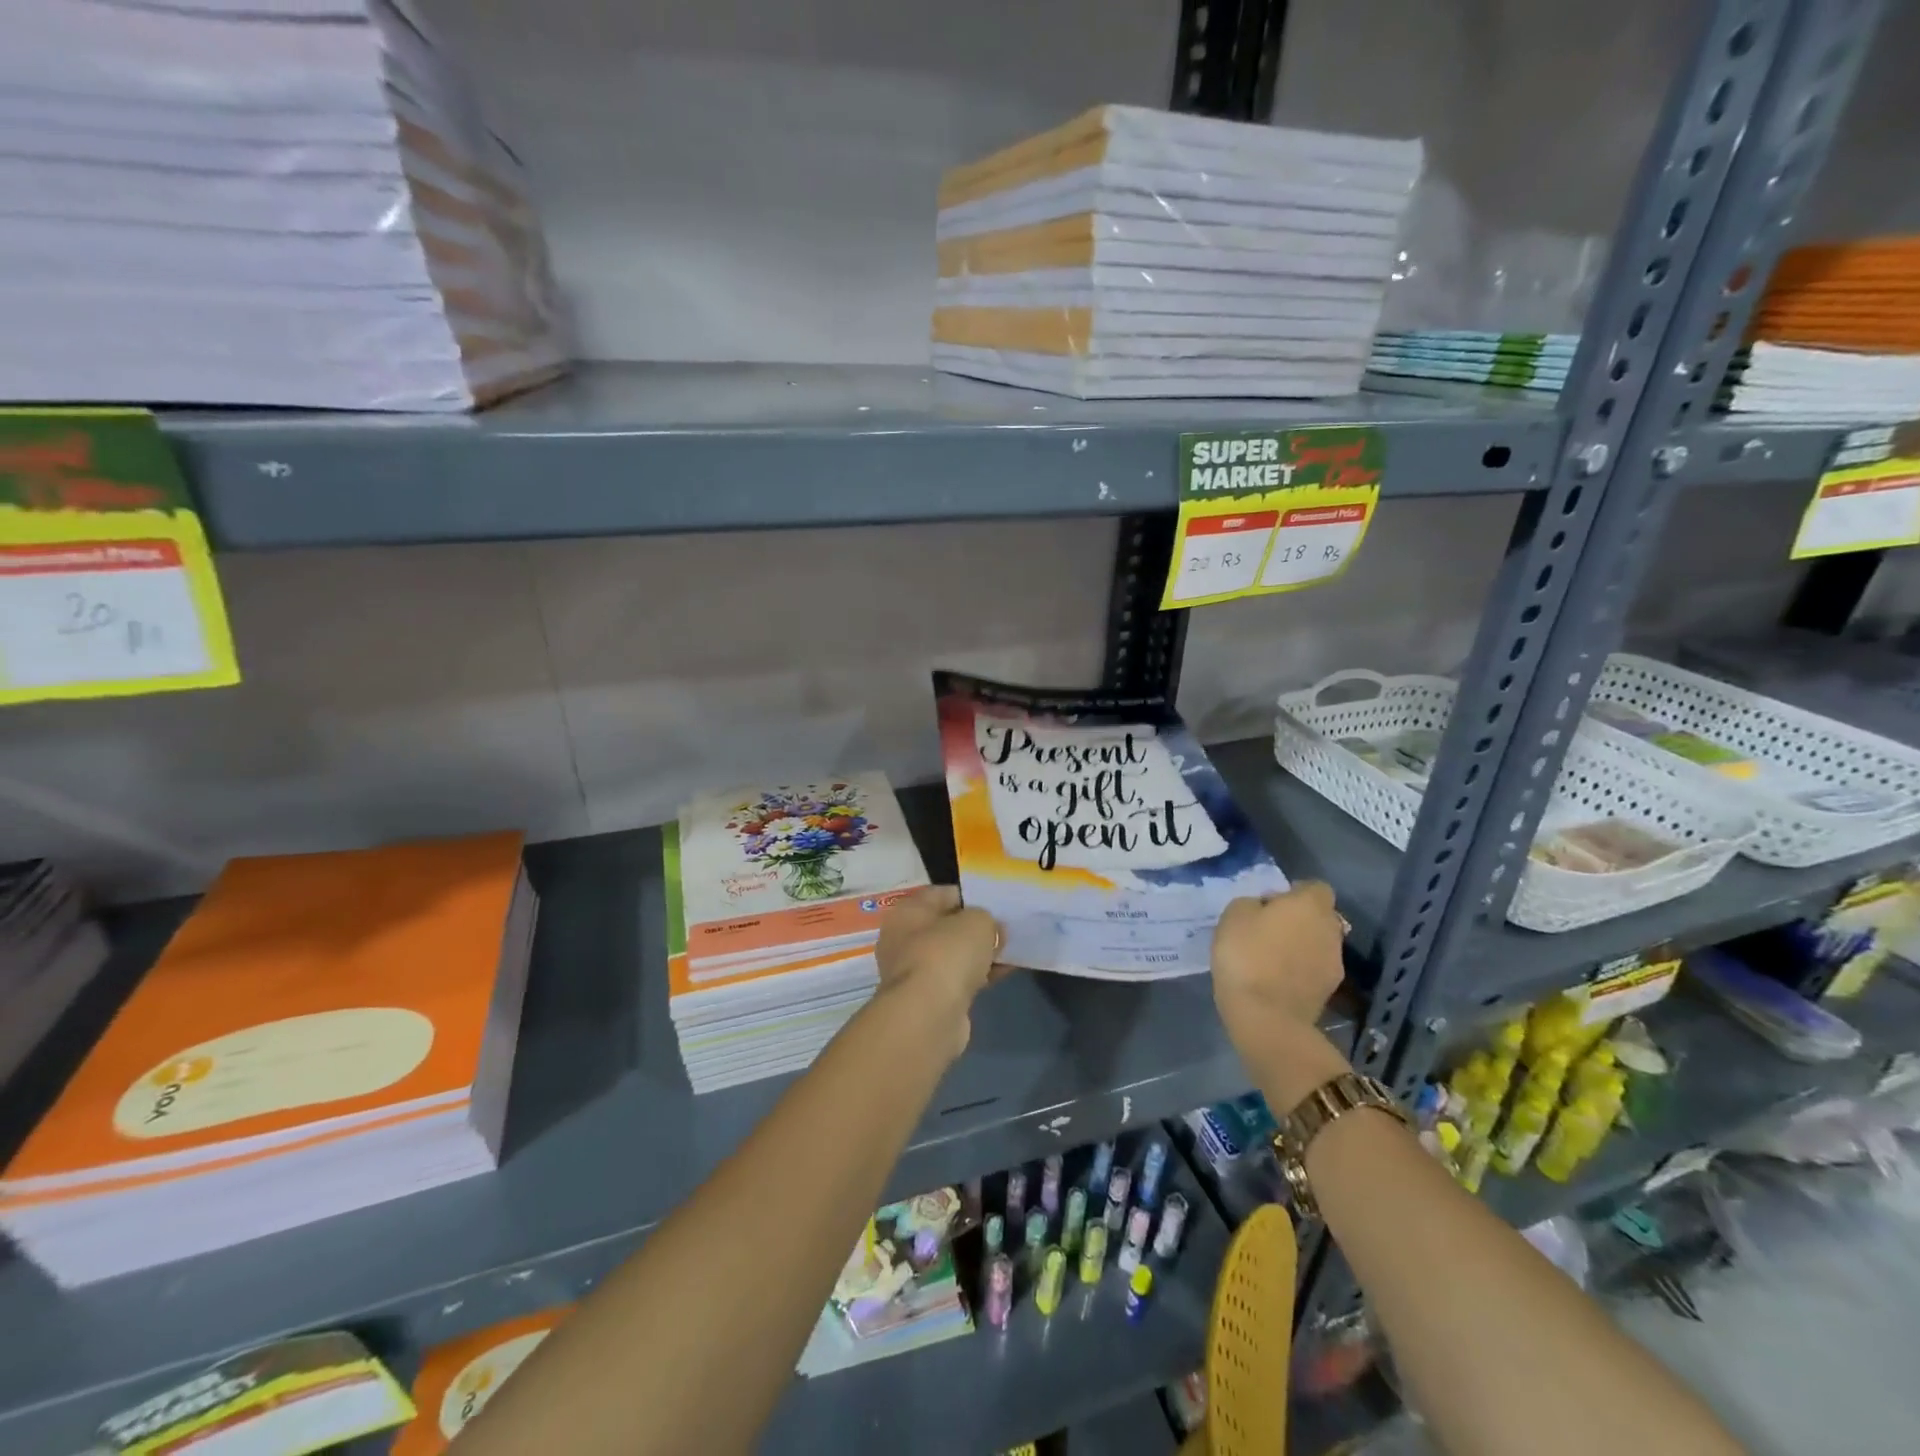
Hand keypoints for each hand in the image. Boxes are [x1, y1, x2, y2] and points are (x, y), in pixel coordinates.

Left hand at [874, 887, 1002, 1059]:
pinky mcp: (929, 999)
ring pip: (953, 955)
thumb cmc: (947, 954)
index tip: (996, 903)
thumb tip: (992, 930)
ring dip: (980, 954)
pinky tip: (1005, 972)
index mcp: (908, 912)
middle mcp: (904, 939)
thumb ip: (987, 918)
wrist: (929, 1015)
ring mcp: (915, 972)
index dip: (970, 896)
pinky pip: (959, 979)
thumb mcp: (976, 922)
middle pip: (946, 926)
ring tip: (1011, 951)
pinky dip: (979, 975)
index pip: (941, 894)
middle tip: (1005, 929)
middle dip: (976, 928)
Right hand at [1211, 883, 1352, 1105]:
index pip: (1315, 887)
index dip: (1294, 892)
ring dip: (1301, 946)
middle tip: (1268, 930)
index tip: (1270, 905)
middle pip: (1319, 916)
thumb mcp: (1233, 915)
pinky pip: (1314, 969)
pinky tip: (1277, 980)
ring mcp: (1335, 962)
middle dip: (1299, 920)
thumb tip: (1265, 908)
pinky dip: (1300, 970)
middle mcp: (1330, 929)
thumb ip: (1253, 903)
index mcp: (1309, 905)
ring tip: (1271, 958)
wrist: (1266, 1017)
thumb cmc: (1247, 955)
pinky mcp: (1330, 991)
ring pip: (1318, 943)